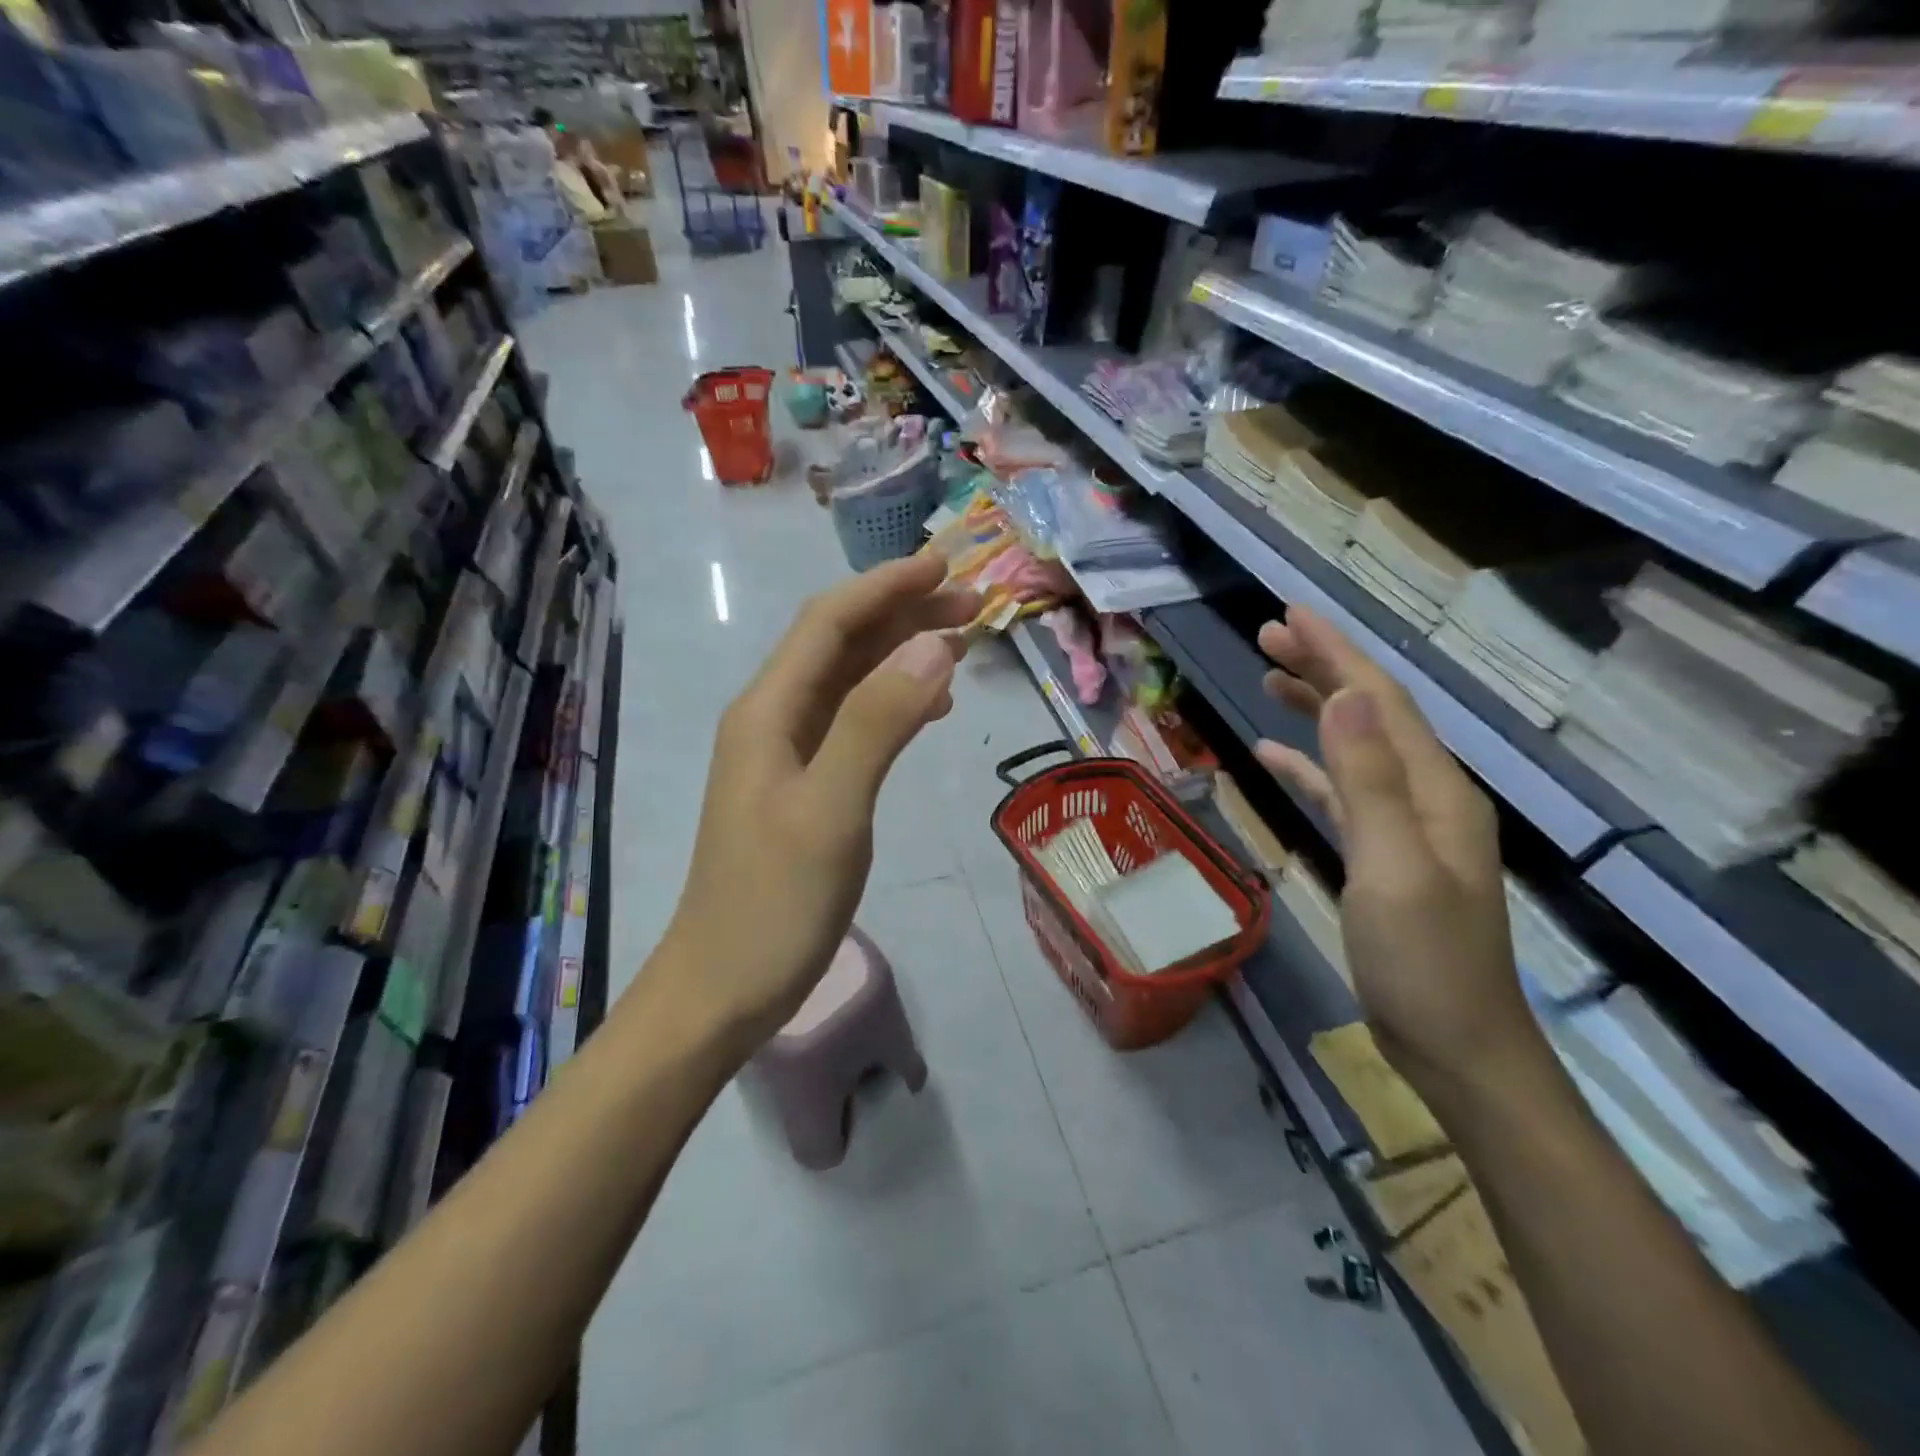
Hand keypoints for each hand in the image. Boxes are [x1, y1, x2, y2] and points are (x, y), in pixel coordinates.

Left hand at [656, 554, 980, 1060]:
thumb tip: (934, 643)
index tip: (946, 565)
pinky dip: (893, 701)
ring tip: (962, 641)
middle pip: (839, 644)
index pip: (828, 623)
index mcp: (768, 711)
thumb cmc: (775, 902)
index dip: (885, 586)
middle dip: (902, 613)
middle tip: (972, 603)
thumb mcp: (832, 809)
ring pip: (849, 681)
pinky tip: (929, 706)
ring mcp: (786, 754)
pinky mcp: (803, 786)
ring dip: (901, 653)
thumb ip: (879, 722)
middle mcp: (772, 719)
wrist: (723, 986)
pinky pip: (853, 723)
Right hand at [1254, 607, 1543, 1097]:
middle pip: (1370, 713)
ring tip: (1269, 676)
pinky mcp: (1382, 854)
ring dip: (1315, 708)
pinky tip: (1276, 755)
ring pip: (1354, 747)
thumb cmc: (1424, 961)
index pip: (1379, 700)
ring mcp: (1405, 826)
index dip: (1336, 652)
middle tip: (1269, 634)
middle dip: (1323, 666)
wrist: (1457, 1045)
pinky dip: (1310, 765)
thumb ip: (1369, 781)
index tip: (1290, 614)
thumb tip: (1344, 697)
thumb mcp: (1392, 869)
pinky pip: (1342, 791)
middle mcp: (1426, 794)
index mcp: (1435, 789)